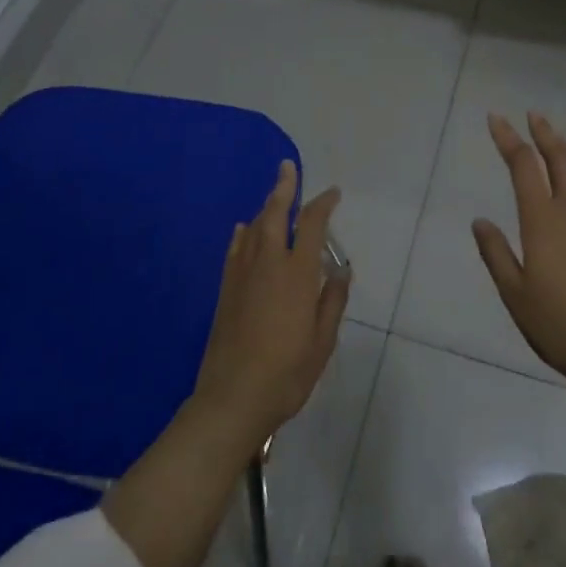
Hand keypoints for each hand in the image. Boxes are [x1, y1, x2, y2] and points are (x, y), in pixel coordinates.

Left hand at [190, 162, 349, 451]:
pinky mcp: (225, 289)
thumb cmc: (286, 372)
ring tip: (274, 197)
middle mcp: (268, 263)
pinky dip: (242, 233)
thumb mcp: (322, 341)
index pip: (312, 225)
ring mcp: (242, 274)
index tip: (332, 194)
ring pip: (253, 227)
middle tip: (288, 167)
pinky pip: (235, 248)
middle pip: (275, 213)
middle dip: (284, 188)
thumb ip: (332, 301)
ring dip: (265, 207)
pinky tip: (243, 229)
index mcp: (296, 273)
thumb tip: (340, 270)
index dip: (323, 204)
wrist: (232, 398)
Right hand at [473, 113, 565, 393]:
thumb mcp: (514, 293)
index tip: (496, 118)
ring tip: (558, 138)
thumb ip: (496, 253)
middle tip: (532, 115)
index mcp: (543, 220)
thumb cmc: (557, 323)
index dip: (508, 138)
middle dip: (544, 133)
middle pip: (559, 158)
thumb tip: (480, 221)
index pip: (523, 166)